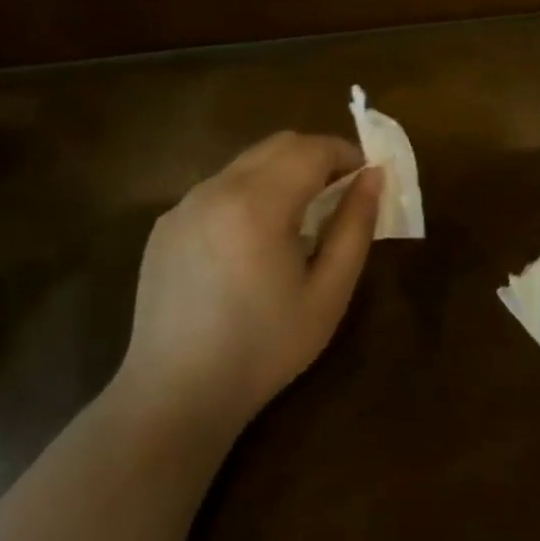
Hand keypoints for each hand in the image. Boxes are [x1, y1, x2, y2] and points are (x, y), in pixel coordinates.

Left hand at [117, 132, 381, 431]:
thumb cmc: (265, 347)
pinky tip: (250, 244)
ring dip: (281, 174)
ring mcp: (184, 205)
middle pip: (278, 145)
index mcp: (258, 204)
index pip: (312, 148)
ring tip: (296, 221)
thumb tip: (374, 175)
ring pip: (246, 163)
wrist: (177, 395)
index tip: (365, 180)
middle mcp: (216, 189)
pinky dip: (247, 194)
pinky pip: (218, 189)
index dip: (347, 155)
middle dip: (316, 158)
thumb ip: (356, 226)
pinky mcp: (165, 225)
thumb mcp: (329, 292)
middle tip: (338, 197)